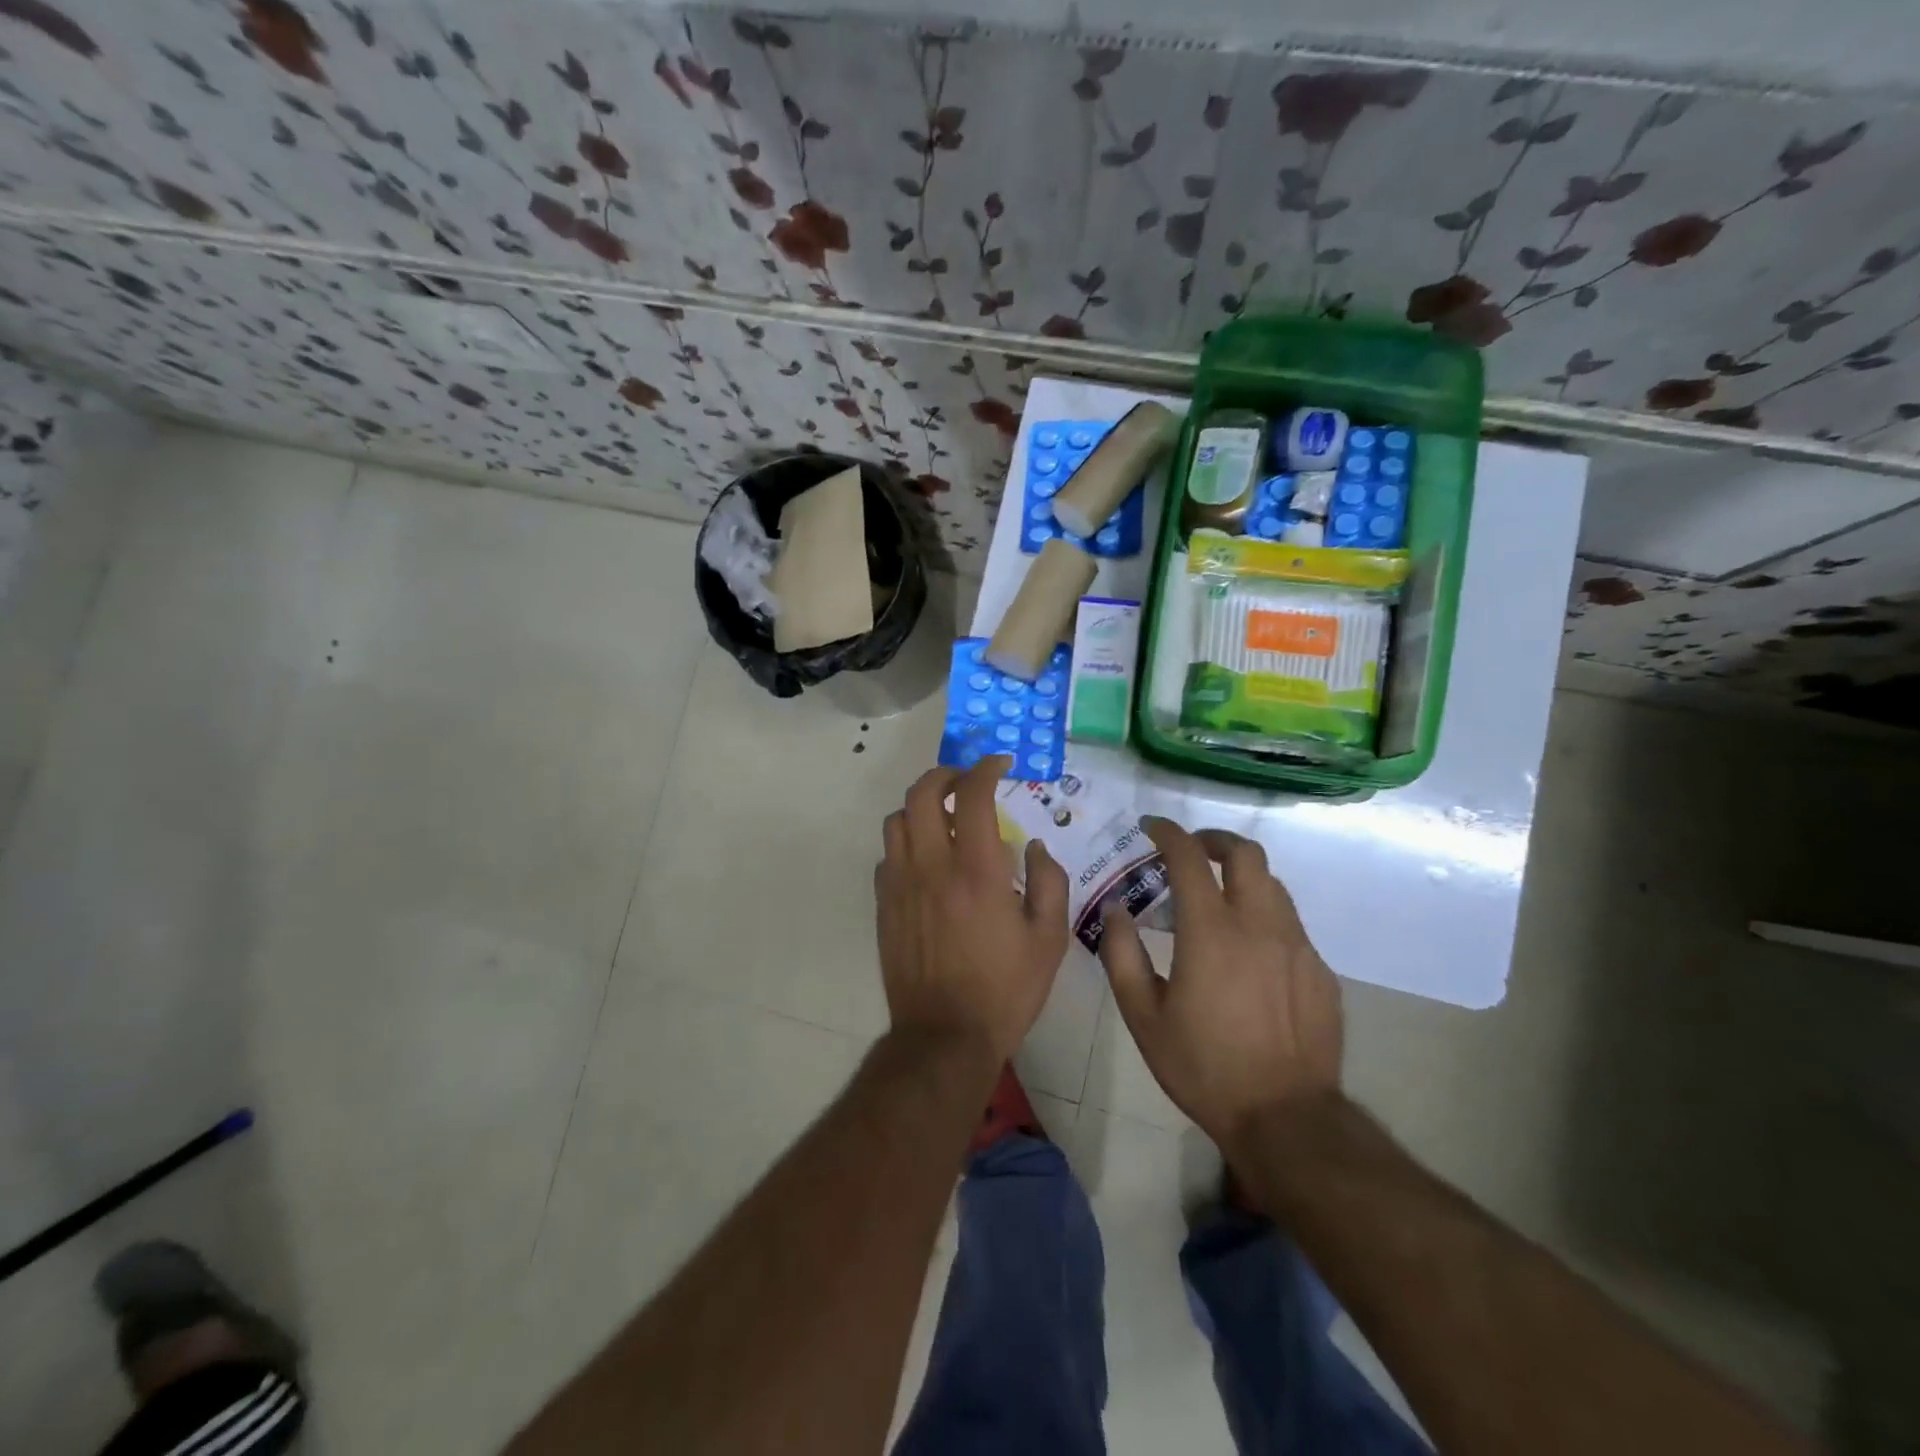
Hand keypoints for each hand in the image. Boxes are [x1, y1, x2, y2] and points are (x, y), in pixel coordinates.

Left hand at [876, 757, 1069, 1063]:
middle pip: (922, 793)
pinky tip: (926, 860)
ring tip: (944, 817)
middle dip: (946, 775)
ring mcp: (901, 884)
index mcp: (976, 869)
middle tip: (967, 782)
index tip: (1001, 765)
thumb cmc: (1004, 989)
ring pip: (897, 819)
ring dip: (921, 806)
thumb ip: (1049, 882)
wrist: (944, 1035)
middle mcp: (932, 865)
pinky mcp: (884, 905)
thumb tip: (1033, 846)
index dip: (986, 768)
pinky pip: (887, 855)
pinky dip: (906, 842)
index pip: (973, 794)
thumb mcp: (1049, 938)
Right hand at [1099, 816, 1342, 1145]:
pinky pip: (1290, 925)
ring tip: (1218, 899)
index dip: (1168, 833)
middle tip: (1191, 851)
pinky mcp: (1319, 971)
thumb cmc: (1204, 1067)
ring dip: (1241, 877)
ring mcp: (1297, 946)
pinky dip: (1264, 917)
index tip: (1151, 827)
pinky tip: (1249, 952)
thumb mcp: (1143, 1017)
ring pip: (1272, 885)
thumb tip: (1116, 910)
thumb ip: (1122, 955)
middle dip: (1214, 840)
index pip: (1189, 858)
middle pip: (1246, 853)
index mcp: (1211, 932)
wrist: (1286, 1118)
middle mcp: (1259, 925)